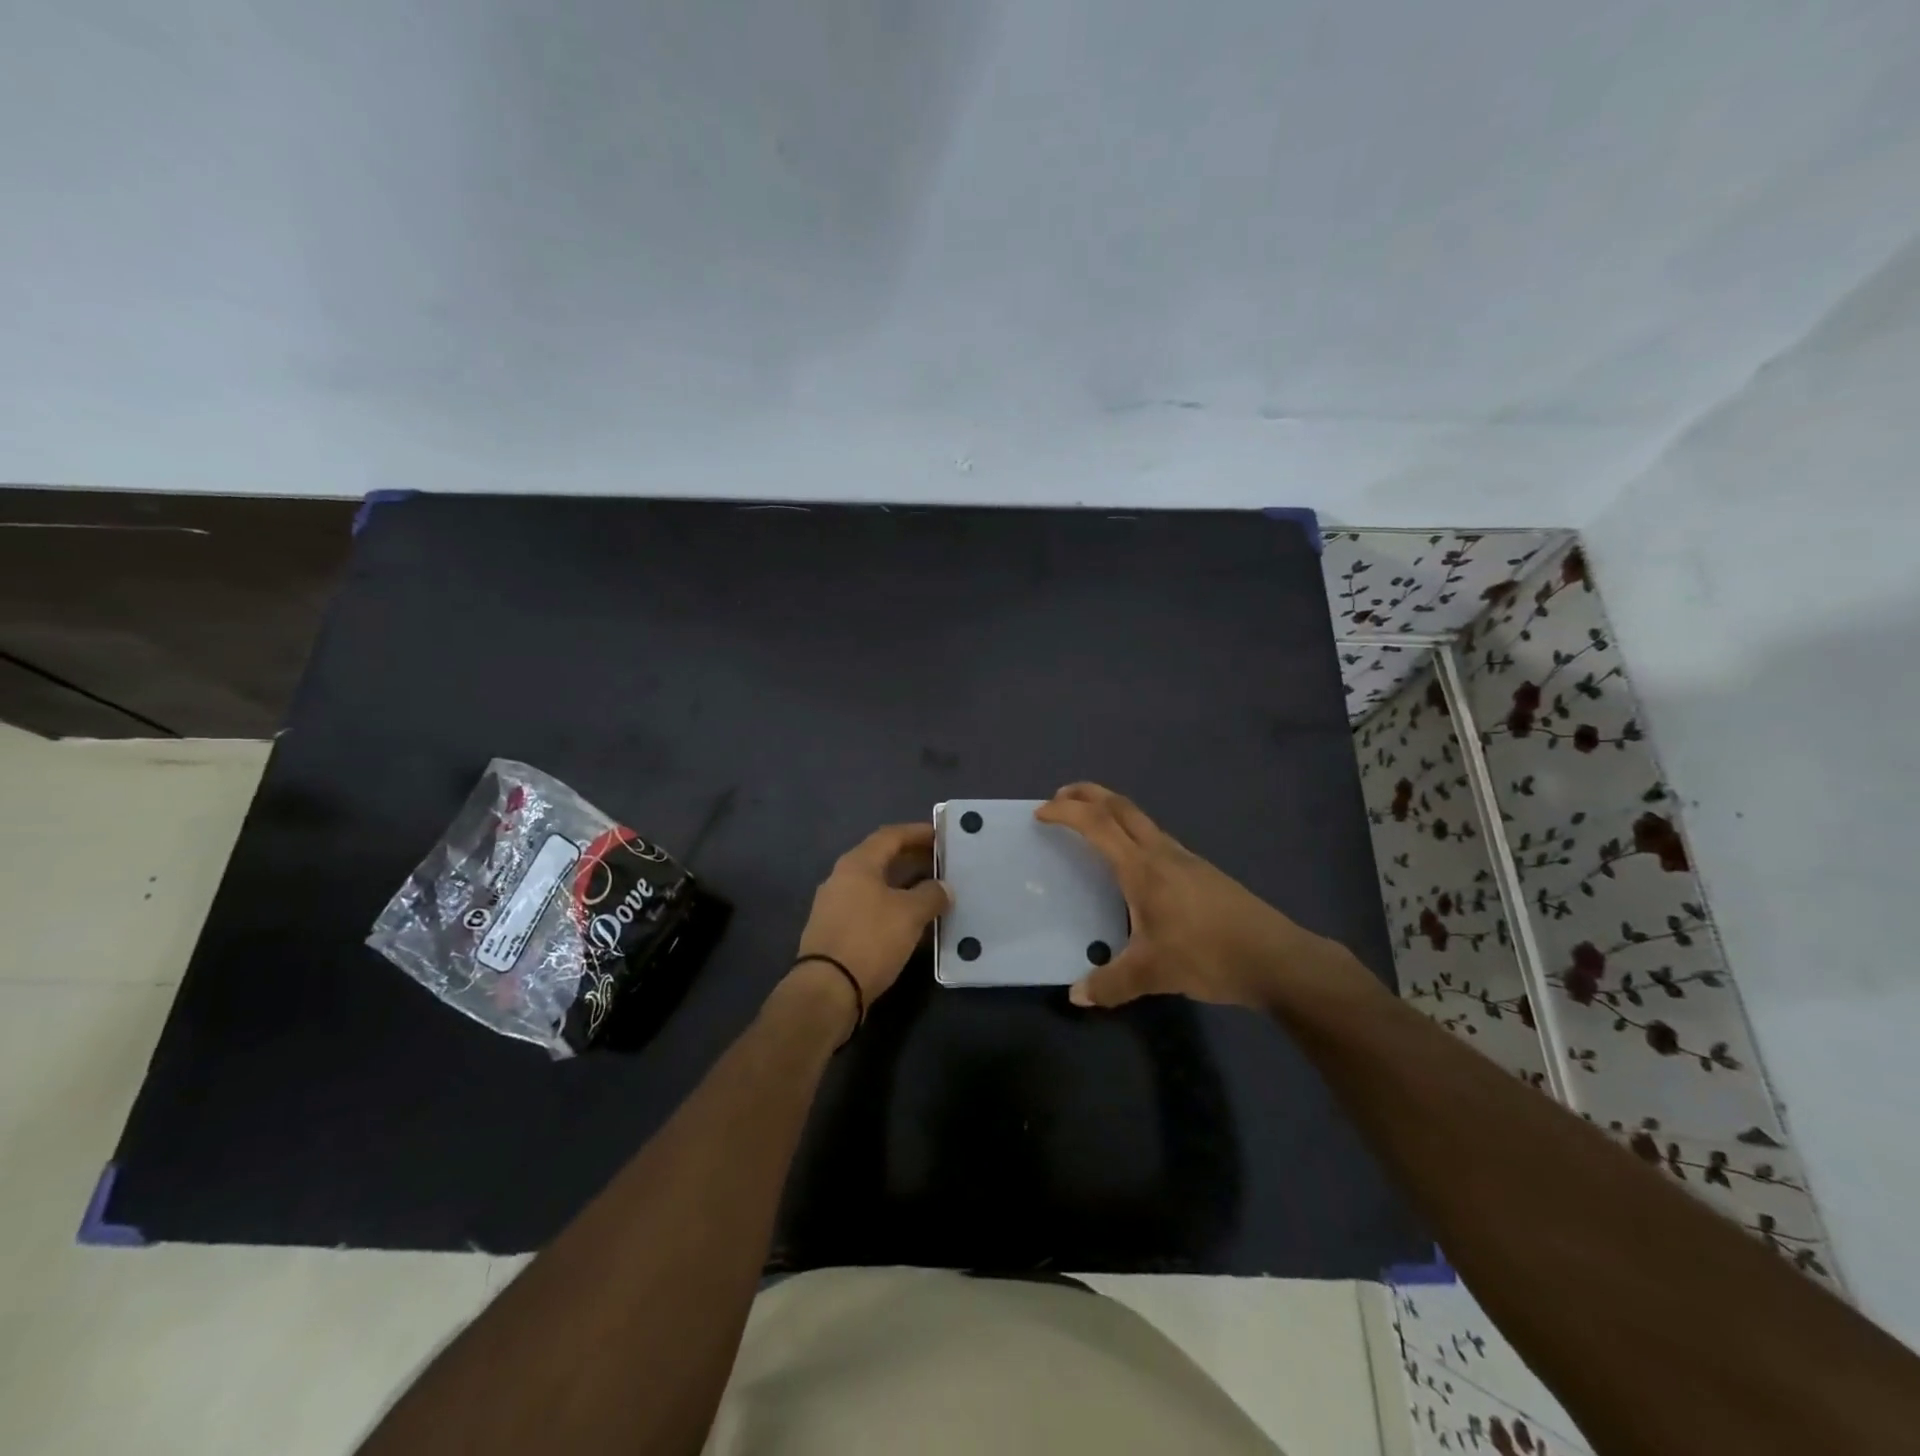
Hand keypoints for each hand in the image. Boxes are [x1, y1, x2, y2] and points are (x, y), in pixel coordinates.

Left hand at [792, 822, 948, 1017]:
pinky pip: (868, 907)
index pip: (890, 835)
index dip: (917, 832)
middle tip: (940, 862)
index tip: (941, 835)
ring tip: (929, 892)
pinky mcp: (833, 930)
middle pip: (880, 858)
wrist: (827, 989)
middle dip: (911, 858)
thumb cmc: (870, 939)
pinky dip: (890, 906)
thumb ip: (931, 895)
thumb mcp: (910, 914)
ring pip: (874, 885)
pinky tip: (908, 920)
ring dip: (902, 884)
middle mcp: (841, 877)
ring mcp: (833, 905)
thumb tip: (943, 887)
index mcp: (857, 863)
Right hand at [1035, 783, 1372, 1011]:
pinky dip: (1130, 832)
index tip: (1040, 813)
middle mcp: (1162, 853)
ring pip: (1140, 819)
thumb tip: (1076, 996)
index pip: (1097, 825)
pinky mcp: (1201, 872)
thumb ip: (1110, 984)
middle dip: (1087, 794)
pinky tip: (1132, 863)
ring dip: (1110, 811)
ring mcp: (1185, 859)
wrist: (1276, 958)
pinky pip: (1155, 837)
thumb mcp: (1152, 973)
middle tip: (1059, 798)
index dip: (1066, 813)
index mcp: (1143, 868)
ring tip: (1090, 825)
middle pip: (1120, 806)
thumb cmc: (1208, 955)